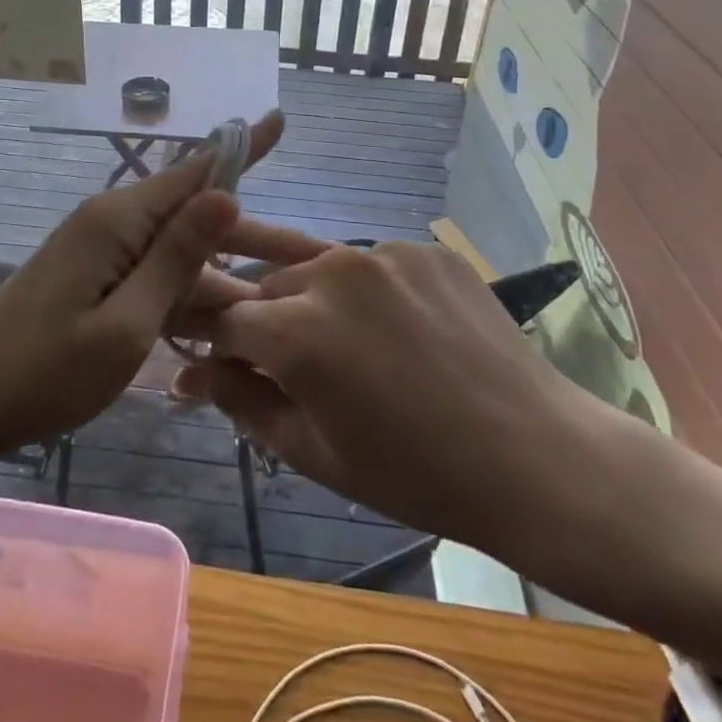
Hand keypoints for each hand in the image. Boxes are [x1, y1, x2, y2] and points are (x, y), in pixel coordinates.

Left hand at [0, 110, 286, 465]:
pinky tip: (222, 317)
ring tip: (278, 296)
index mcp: (119, 220)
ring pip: (178, 250)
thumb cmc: (44, 373)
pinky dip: (189, 290)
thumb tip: (226, 193)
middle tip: (312, 258)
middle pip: (195, 215)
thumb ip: (176, 258)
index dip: (243, 148)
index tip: (279, 118)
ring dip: (224, 271)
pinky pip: (154, 272)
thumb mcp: (125, 324)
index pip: (195, 171)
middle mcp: (111, 221)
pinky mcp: (93, 276)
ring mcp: (99, 249)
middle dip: (253, 237)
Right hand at [179, 240, 602, 557]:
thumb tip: (188, 374)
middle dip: (266, 321)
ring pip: (318, 268)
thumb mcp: (314, 451)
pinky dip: (366, 291)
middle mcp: (334, 274)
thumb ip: (242, 402)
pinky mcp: (424, 248)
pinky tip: (395, 328)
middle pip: (269, 286)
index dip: (216, 342)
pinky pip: (371, 263)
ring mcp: (384, 253)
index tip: (218, 360)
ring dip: (314, 299)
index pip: (225, 319)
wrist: (534, 456)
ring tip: (346, 343)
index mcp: (299, 332)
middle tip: (290, 362)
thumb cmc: (415, 473)